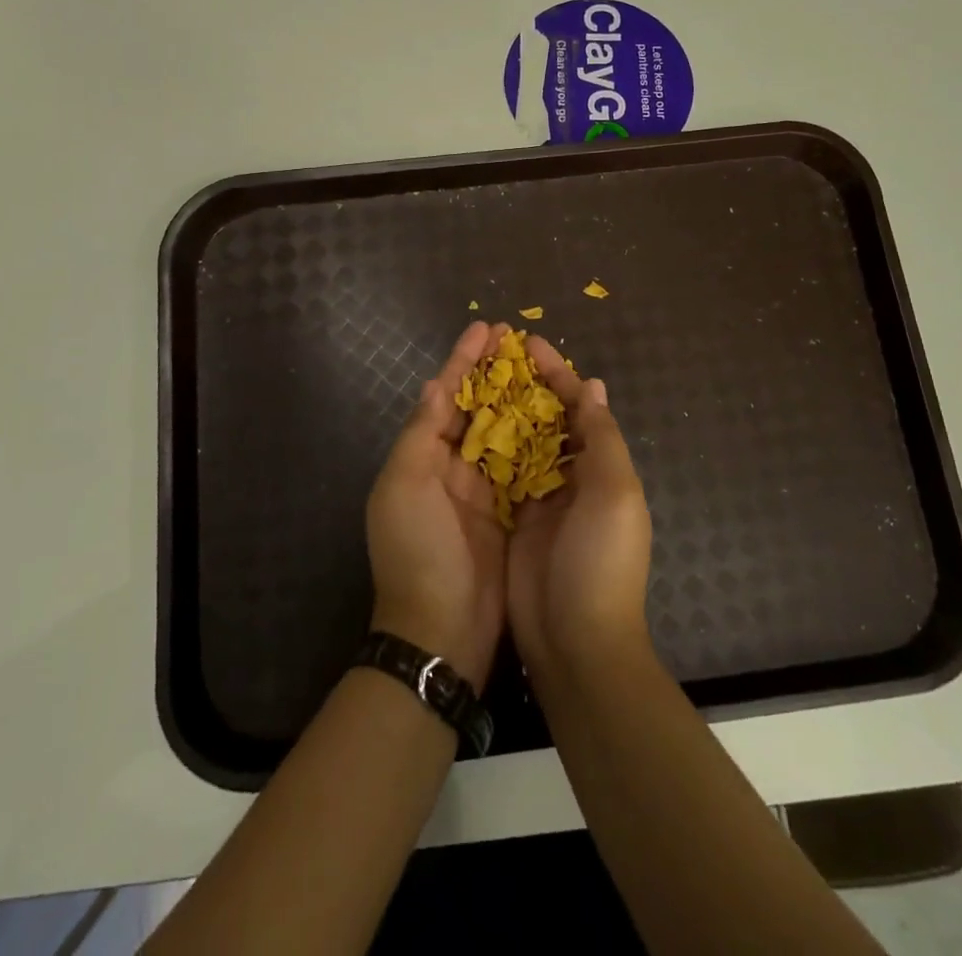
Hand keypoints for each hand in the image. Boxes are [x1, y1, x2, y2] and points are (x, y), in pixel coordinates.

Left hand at [366, 321, 508, 692]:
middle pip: (475, 407)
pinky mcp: (510, 513)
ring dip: (518, 398)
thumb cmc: (418, 551)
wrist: (441, 632)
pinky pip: (524, 465)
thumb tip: (436, 384)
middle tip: (520, 339)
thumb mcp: (404, 487)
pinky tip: (557, 417)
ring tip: (543, 367)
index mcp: (422, 457)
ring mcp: (482, 491)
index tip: (488, 328)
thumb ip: (421, 433)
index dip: (464, 360)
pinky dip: (537, 439)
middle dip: (494, 372)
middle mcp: (451, 468)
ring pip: (502, 431)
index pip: (445, 396)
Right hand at [508, 336, 653, 677]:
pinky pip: (501, 473)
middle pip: (548, 418)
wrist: (576, 642)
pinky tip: (465, 425)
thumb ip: (602, 438)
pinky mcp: (514, 520)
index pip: (579, 406)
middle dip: (527, 385)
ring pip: (522, 441)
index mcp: (602, 466)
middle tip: (495, 355)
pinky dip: (489, 447)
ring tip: (476, 379)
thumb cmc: (601, 560)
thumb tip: (594, 386)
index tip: (528, 342)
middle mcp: (574, 477)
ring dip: (505, 410)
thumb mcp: (615, 493)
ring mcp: (542, 500)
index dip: (557, 373)